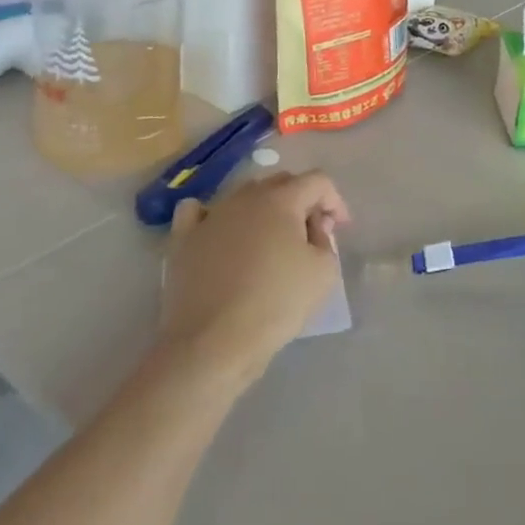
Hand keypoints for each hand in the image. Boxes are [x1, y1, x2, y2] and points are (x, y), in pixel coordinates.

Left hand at [157, 170, 350, 385]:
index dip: (334, 200)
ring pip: (243, 196)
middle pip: (281, 183)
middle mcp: (245, 197)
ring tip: (270, 239)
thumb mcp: (323, 272)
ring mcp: (211, 216)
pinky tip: (218, 229)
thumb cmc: (275, 303)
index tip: (340, 228)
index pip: (317, 181)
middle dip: (301, 201)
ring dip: (263, 208)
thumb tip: (313, 225)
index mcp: (281, 199)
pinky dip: (212, 216)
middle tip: (309, 233)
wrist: (212, 343)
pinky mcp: (184, 239)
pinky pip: (197, 213)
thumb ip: (325, 238)